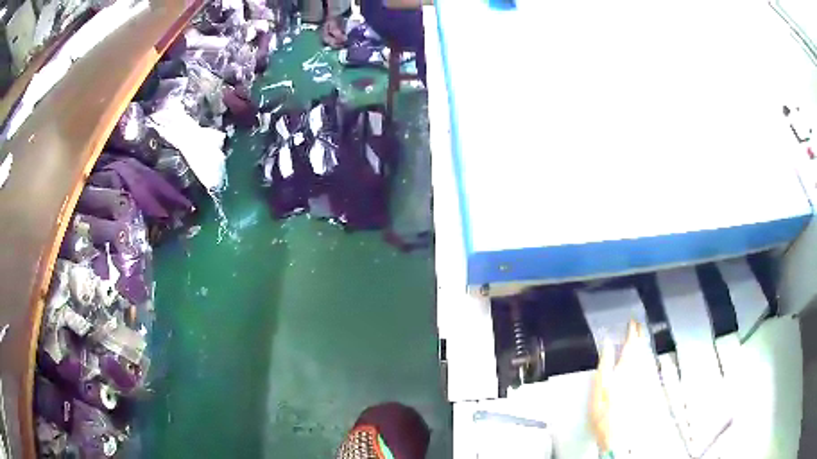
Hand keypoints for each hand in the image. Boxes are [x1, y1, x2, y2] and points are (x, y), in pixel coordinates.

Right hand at [590, 320, 648, 452]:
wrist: (619, 436)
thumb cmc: (604, 413)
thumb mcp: (598, 389)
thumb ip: (605, 365)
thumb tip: (607, 344)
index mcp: (626, 368)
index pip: (632, 344)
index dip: (632, 331)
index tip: (631, 321)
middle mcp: (639, 370)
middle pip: (643, 348)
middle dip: (640, 335)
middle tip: (638, 325)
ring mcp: (645, 379)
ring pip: (648, 356)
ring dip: (645, 344)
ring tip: (642, 337)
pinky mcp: (648, 388)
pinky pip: (650, 366)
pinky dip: (647, 357)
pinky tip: (646, 358)